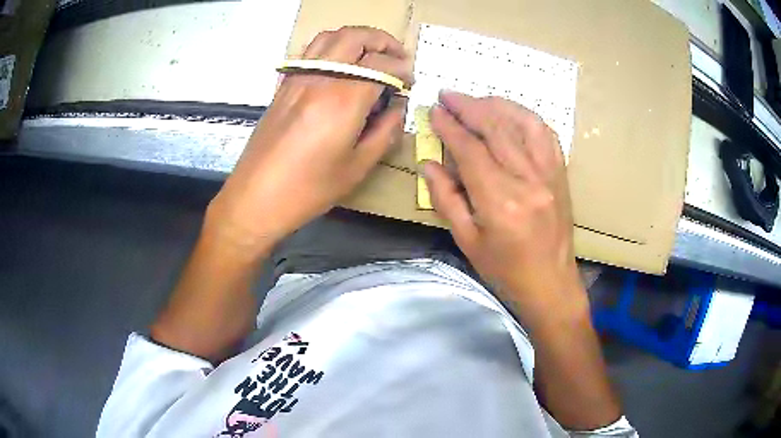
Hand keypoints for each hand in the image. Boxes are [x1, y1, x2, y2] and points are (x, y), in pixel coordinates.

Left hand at [207, 26, 409, 254]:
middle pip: (355, 37)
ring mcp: (298, 78)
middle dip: (383, 41)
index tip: (409, 84)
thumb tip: (396, 108)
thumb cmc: (307, 190)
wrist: (254, 198)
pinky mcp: (284, 85)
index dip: (403, 70)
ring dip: (357, 37)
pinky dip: (334, 46)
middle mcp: (319, 78)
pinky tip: (342, 65)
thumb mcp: (357, 167)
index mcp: (342, 99)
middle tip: (398, 57)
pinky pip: (312, 51)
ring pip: (331, 36)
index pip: (381, 65)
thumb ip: (385, 132)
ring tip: (372, 54)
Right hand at [424, 91, 585, 328]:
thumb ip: (446, 198)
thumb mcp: (467, 241)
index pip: (470, 150)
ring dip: (497, 105)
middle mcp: (528, 181)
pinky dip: (526, 117)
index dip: (450, 126)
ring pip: (523, 123)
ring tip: (476, 100)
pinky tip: (510, 113)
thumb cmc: (505, 270)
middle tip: (448, 95)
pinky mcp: (561, 174)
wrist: (551, 283)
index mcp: (500, 202)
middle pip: (496, 128)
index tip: (434, 111)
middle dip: (469, 106)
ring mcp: (550, 175)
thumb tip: (428, 164)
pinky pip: (546, 134)